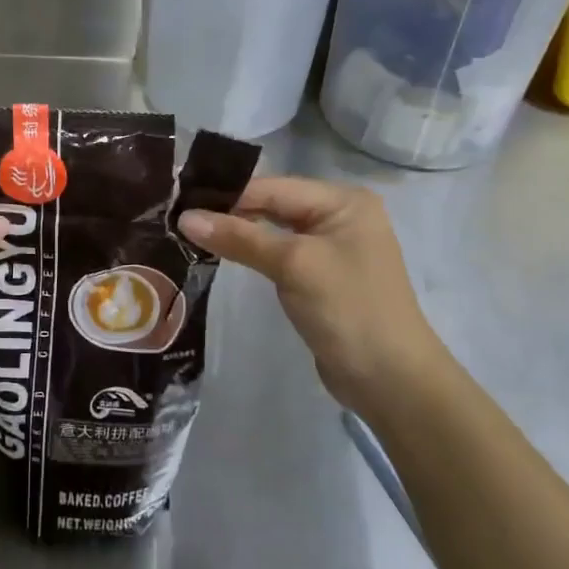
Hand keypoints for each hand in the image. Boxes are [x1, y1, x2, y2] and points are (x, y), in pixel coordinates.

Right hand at [178, 177, 444, 416]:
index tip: (180, 201)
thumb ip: (240, 237)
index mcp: (342, 201)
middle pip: (273, 205)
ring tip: (188, 233)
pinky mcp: (320, 277)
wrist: (391, 381)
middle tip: (177, 217)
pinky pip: (279, 254)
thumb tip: (185, 218)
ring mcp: (330, 248)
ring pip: (273, 230)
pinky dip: (252, 253)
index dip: (227, 194)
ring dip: (237, 233)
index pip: (273, 187)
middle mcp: (339, 216)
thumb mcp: (293, 265)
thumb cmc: (349, 309)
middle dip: (229, 211)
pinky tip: (220, 254)